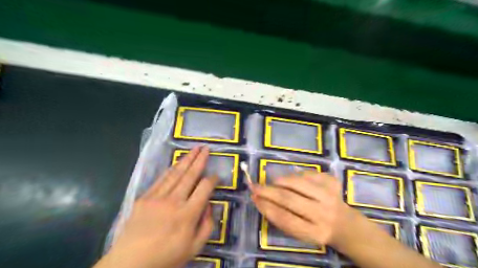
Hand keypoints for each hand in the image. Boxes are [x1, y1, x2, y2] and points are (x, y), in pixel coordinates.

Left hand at [95, 145, 217, 267]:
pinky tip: (177, 162)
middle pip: (190, 175)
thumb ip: (207, 225)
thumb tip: (209, 205)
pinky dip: (171, 169)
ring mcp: (158, 197)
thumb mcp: (194, 248)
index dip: (213, 179)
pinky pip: (161, 179)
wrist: (130, 264)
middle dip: (200, 160)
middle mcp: (174, 201)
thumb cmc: (166, 257)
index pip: (204, 188)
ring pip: (176, 173)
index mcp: (188, 214)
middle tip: (206, 148)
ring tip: (195, 149)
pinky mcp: (145, 197)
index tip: (216, 176)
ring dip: (186, 159)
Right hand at [251, 171, 355, 247]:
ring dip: (280, 181)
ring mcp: (329, 195)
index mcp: (314, 233)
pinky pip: (306, 173)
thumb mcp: (300, 233)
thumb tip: (259, 199)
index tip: (254, 197)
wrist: (345, 224)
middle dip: (268, 191)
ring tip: (273, 183)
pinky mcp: (331, 181)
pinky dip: (295, 176)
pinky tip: (293, 181)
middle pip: (289, 198)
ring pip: (297, 182)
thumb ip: (281, 219)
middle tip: (254, 186)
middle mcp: (323, 213)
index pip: (285, 218)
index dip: (266, 207)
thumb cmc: (316, 229)